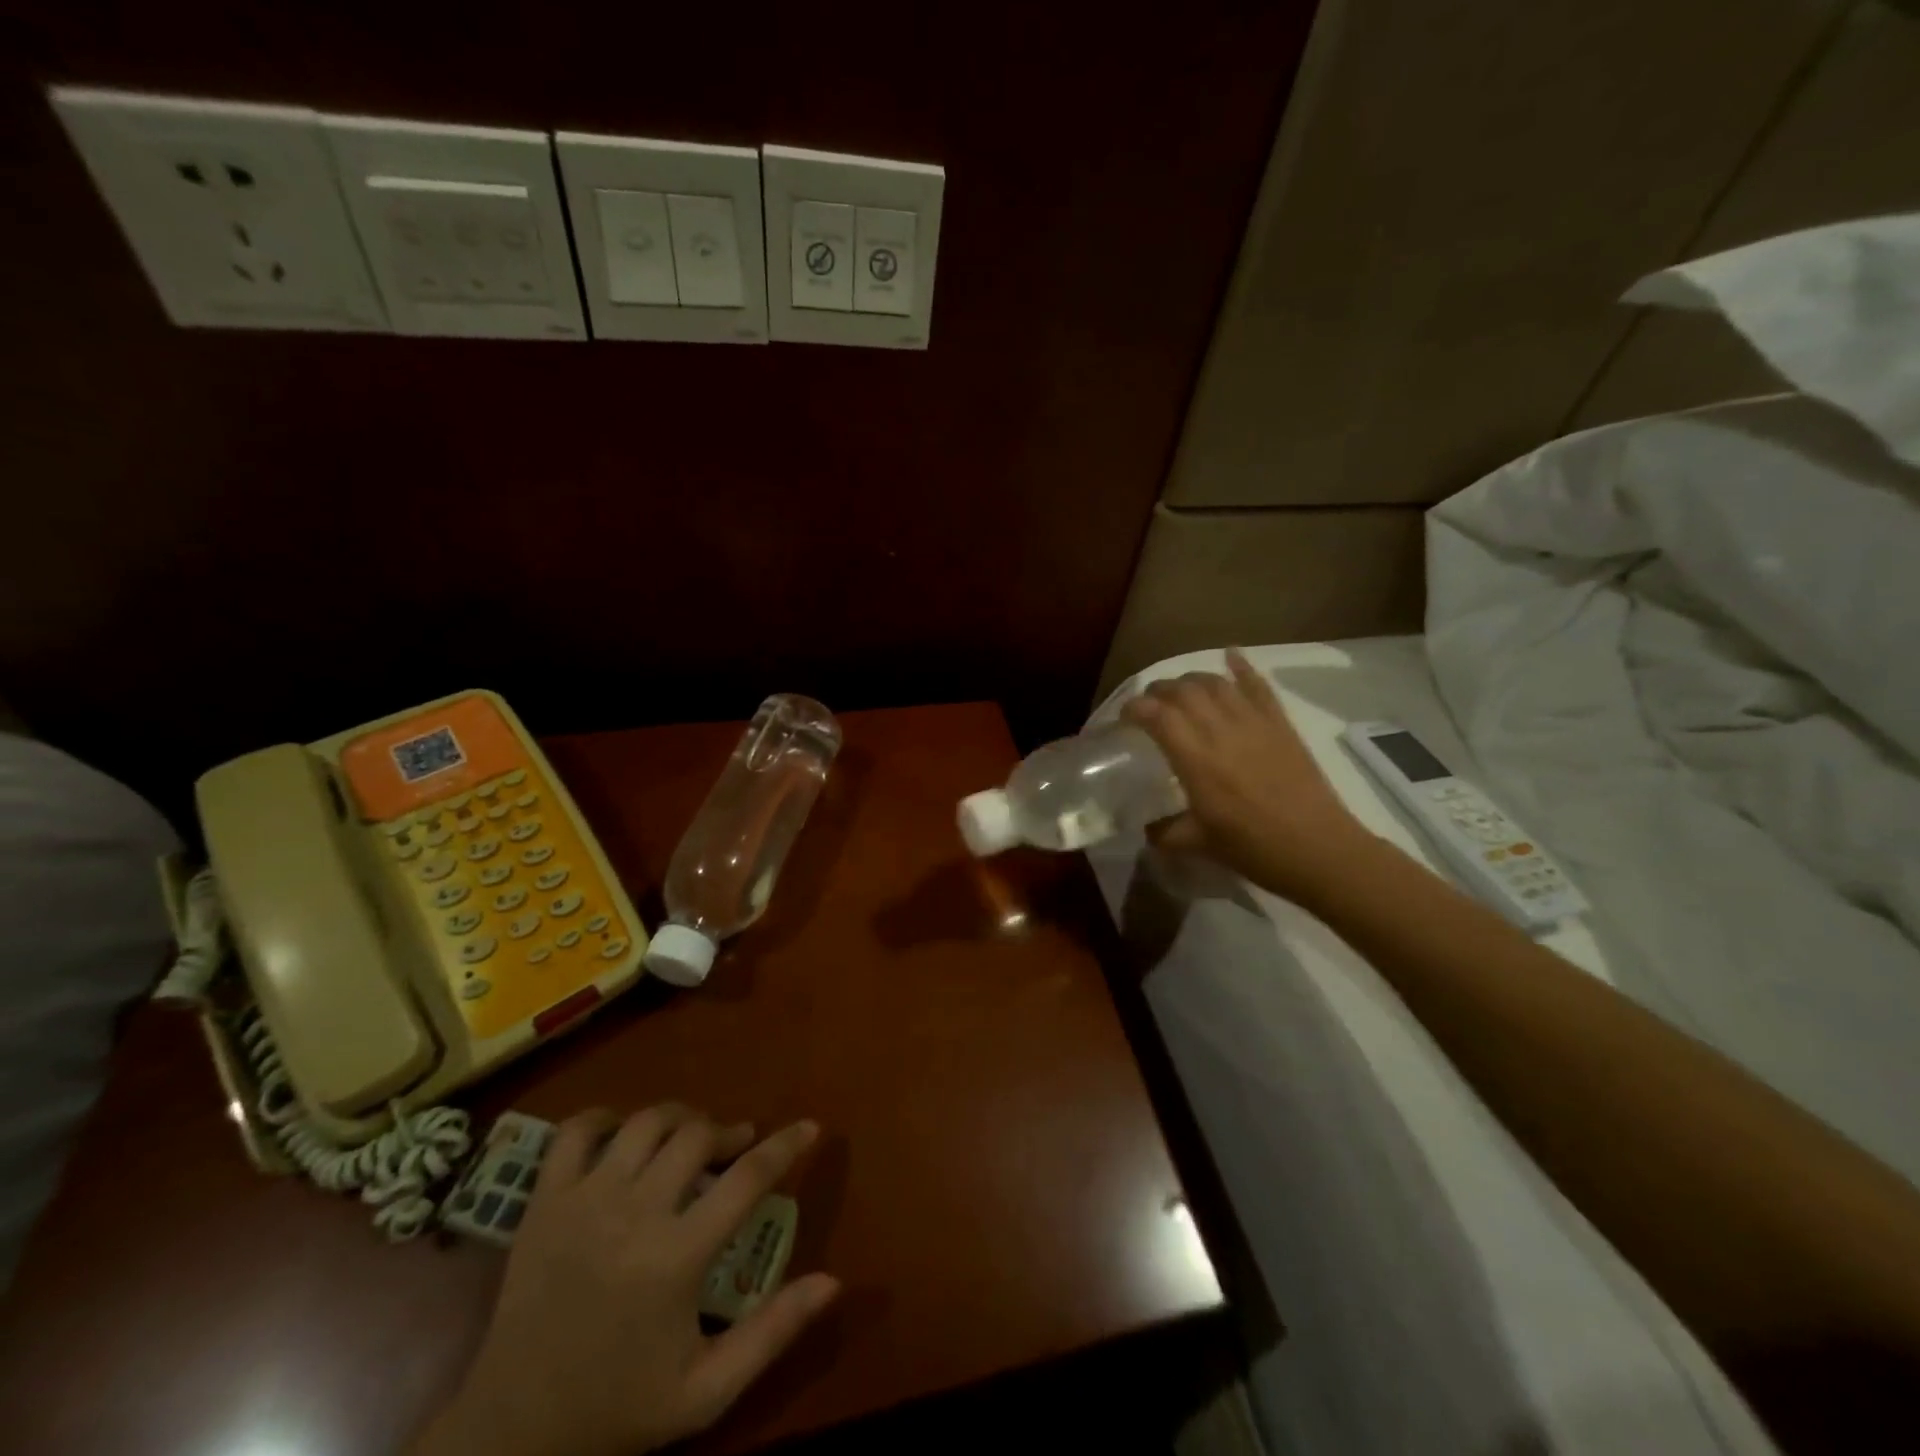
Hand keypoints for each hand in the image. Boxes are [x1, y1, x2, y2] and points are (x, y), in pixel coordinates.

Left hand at [415, 1106, 838, 1455]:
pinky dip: (605, 1117)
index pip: (748, 1178)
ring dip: (680, 1118)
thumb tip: (833, 1281)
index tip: (810, 1127)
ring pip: (646, 1122)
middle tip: (738, 1146)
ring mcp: (583, 1201)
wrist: (512, 1432)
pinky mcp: (544, 1201)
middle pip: (697, 1135)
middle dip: (728, 1131)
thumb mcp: (706, 1390)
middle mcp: (632, 1214)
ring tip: (691, 1137)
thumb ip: (772, 1333)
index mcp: (676, 1259)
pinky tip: (623, 1131)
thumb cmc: (619, 1407)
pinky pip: (577, 1130)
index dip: (786, 1145)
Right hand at [1123, 649, 1369, 900]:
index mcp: (1196, 761)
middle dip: (1158, 690)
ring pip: (1215, 683)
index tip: (1124, 717)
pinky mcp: (1280, 724)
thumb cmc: (1254, 849)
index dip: (1134, 708)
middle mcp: (1221, 732)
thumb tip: (1146, 827)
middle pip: (1183, 691)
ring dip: (1191, 679)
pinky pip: (1258, 686)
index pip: (1156, 716)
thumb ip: (1165, 832)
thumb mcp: (1198, 844)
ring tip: (1180, 689)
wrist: (1318, 849)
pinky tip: (1230, 656)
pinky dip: (1242, 667)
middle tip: (1148, 703)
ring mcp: (1254, 723)